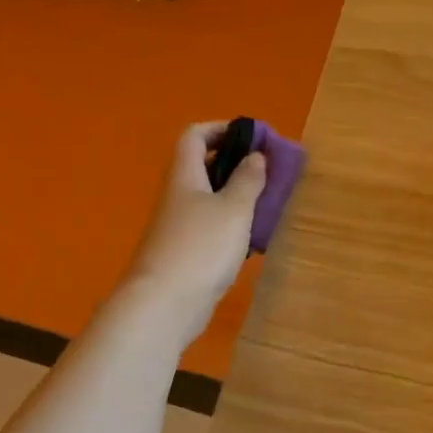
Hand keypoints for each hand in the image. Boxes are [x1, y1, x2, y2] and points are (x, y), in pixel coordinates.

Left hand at [125, 121, 265, 346]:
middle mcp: (177, 196)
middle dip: (234, 163)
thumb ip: (248, 180)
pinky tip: (252, 238)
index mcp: (184, 176)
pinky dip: (231, 225)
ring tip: (267, 203)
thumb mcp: (233, 209)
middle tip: (267, 170)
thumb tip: (256, 155)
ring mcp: (179, 226)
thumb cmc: (201, 247)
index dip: (221, 129)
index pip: (195, 135)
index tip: (252, 136)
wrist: (165, 303)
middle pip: (202, 166)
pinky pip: (210, 227)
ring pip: (208, 199)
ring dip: (236, 196)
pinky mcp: (185, 253)